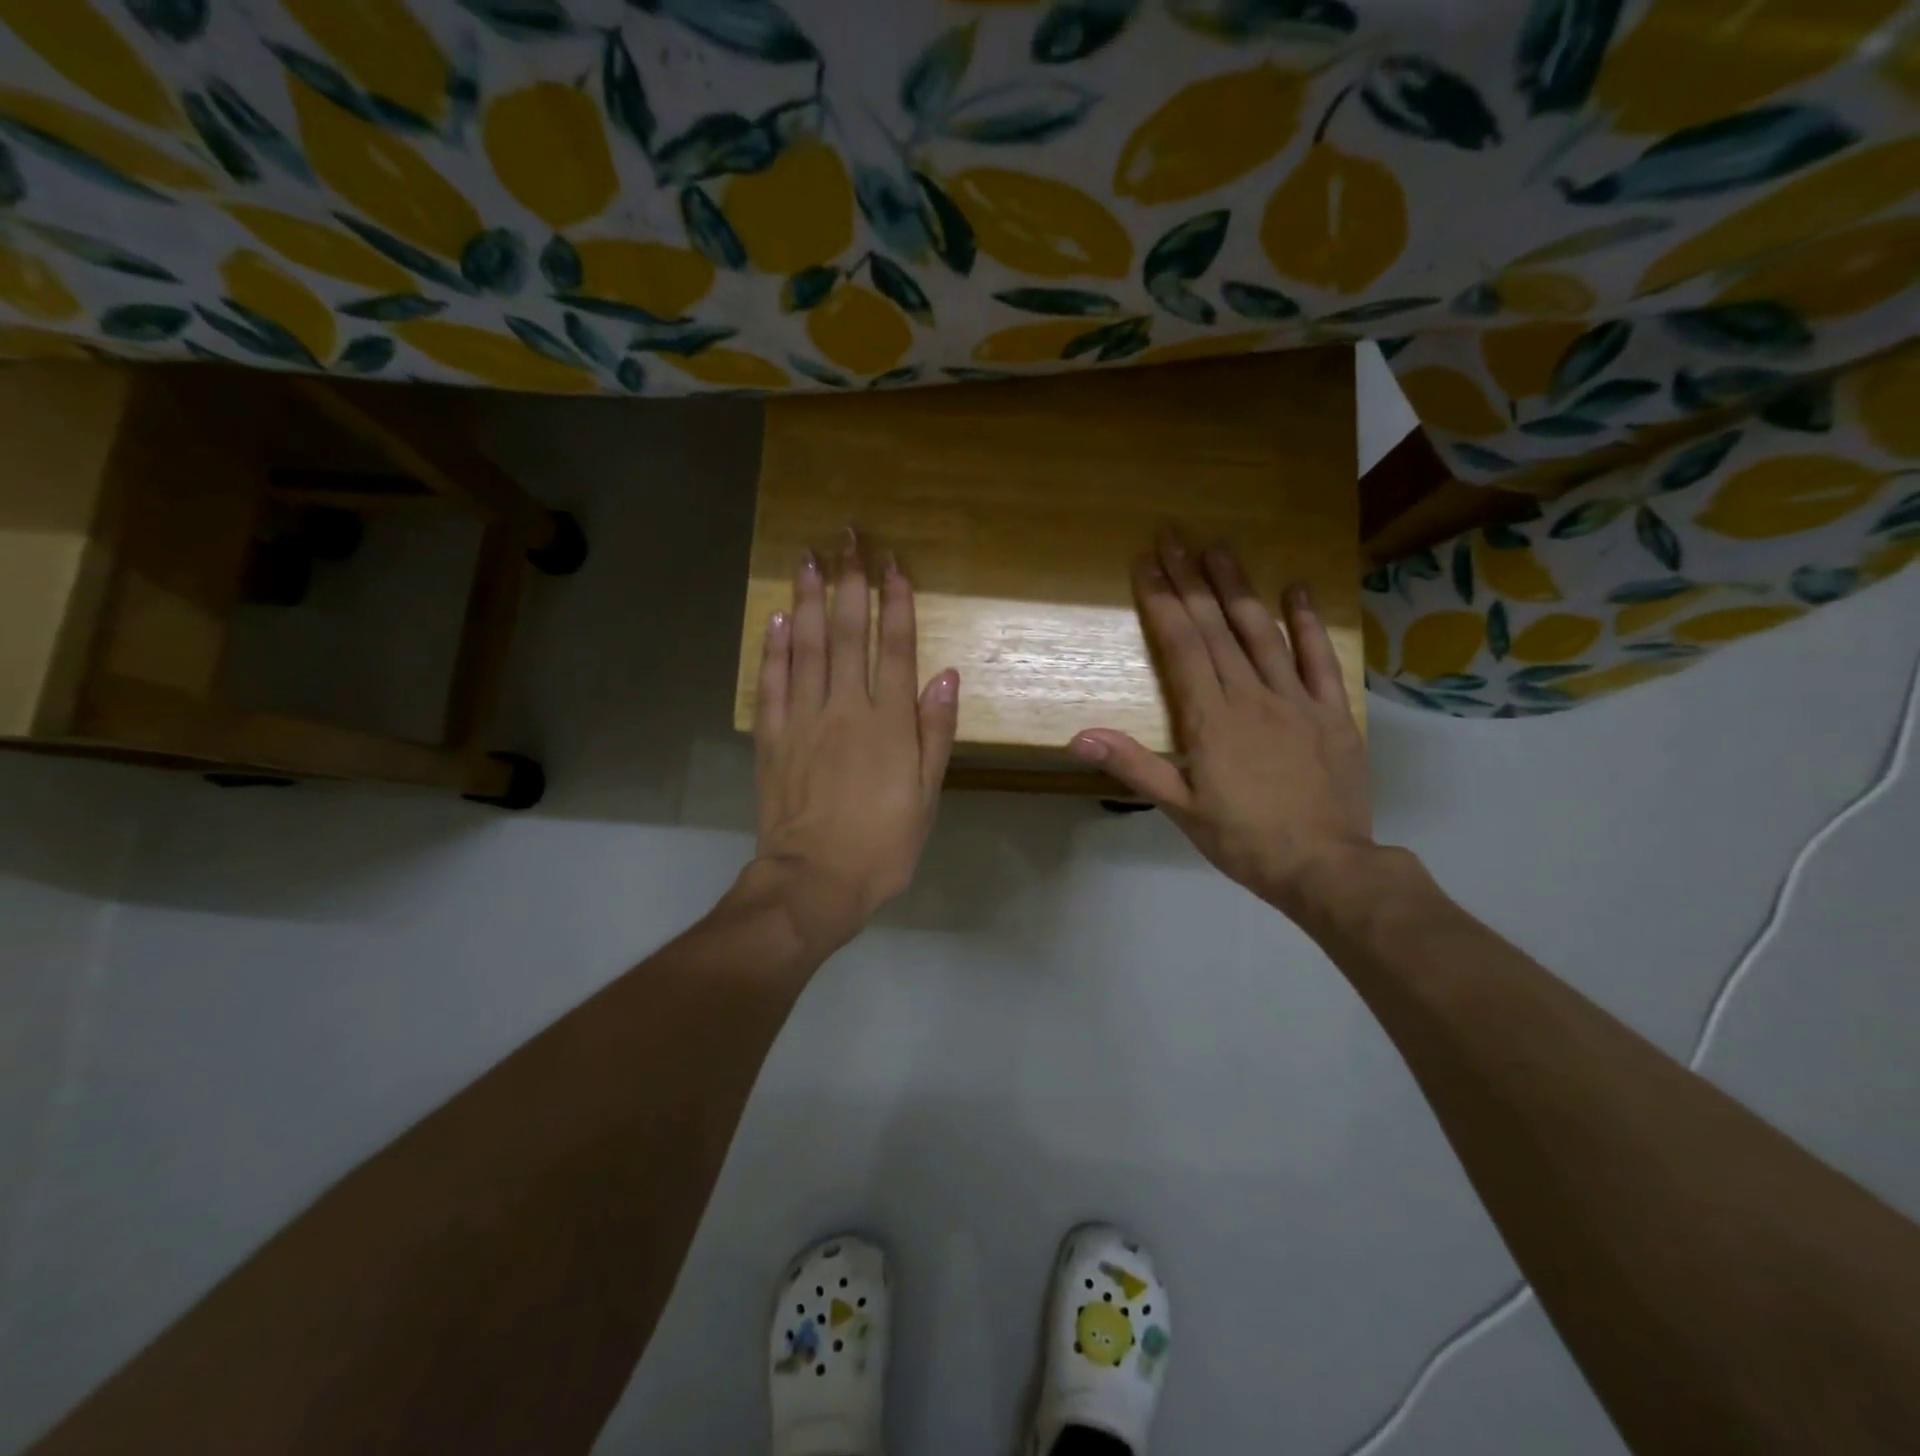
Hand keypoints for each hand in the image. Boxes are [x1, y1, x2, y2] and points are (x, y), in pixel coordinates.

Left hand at [749, 528, 959, 949]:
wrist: (814, 881)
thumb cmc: (882, 844)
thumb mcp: (927, 796)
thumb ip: (935, 733)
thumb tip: (945, 675)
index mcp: (889, 723)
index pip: (895, 648)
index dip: (896, 603)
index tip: (893, 565)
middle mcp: (845, 708)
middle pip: (847, 633)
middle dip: (849, 581)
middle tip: (847, 537)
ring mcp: (803, 719)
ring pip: (805, 646)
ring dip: (807, 599)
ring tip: (808, 558)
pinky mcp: (772, 738)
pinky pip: (771, 683)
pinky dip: (773, 648)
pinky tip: (776, 618)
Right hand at [1070, 531, 1374, 923]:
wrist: (1325, 866)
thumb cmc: (1243, 839)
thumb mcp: (1180, 809)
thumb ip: (1133, 766)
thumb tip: (1079, 736)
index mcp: (1211, 719)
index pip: (1182, 646)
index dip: (1162, 602)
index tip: (1147, 562)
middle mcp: (1251, 695)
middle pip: (1216, 627)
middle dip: (1191, 579)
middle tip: (1175, 535)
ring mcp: (1296, 699)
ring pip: (1263, 632)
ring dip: (1239, 586)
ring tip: (1220, 546)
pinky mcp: (1332, 711)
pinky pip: (1320, 658)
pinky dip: (1308, 622)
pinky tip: (1297, 587)